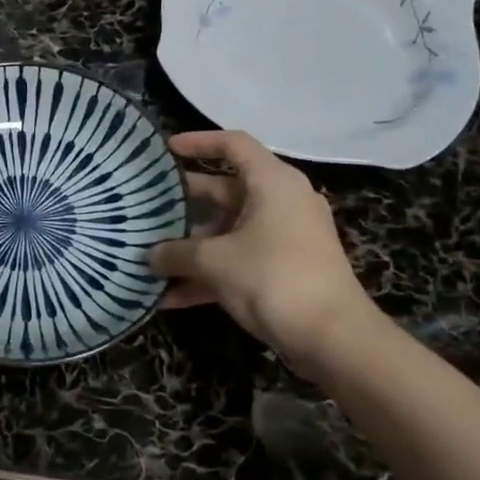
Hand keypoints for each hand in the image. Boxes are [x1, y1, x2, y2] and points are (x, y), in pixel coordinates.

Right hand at [149, 130, 376, 357]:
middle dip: (184, 204)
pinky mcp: (284, 269)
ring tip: (150, 257)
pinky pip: (239, 261)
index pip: (233, 145)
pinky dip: (209, 274)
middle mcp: (281, 202)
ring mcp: (285, 237)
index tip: (165, 150)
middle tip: (147, 208)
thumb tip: (148, 256)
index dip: (198, 142)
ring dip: (191, 246)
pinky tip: (171, 297)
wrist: (333, 337)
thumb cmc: (273, 278)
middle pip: (225, 190)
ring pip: (229, 231)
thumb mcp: (215, 262)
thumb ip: (176, 253)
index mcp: (273, 183)